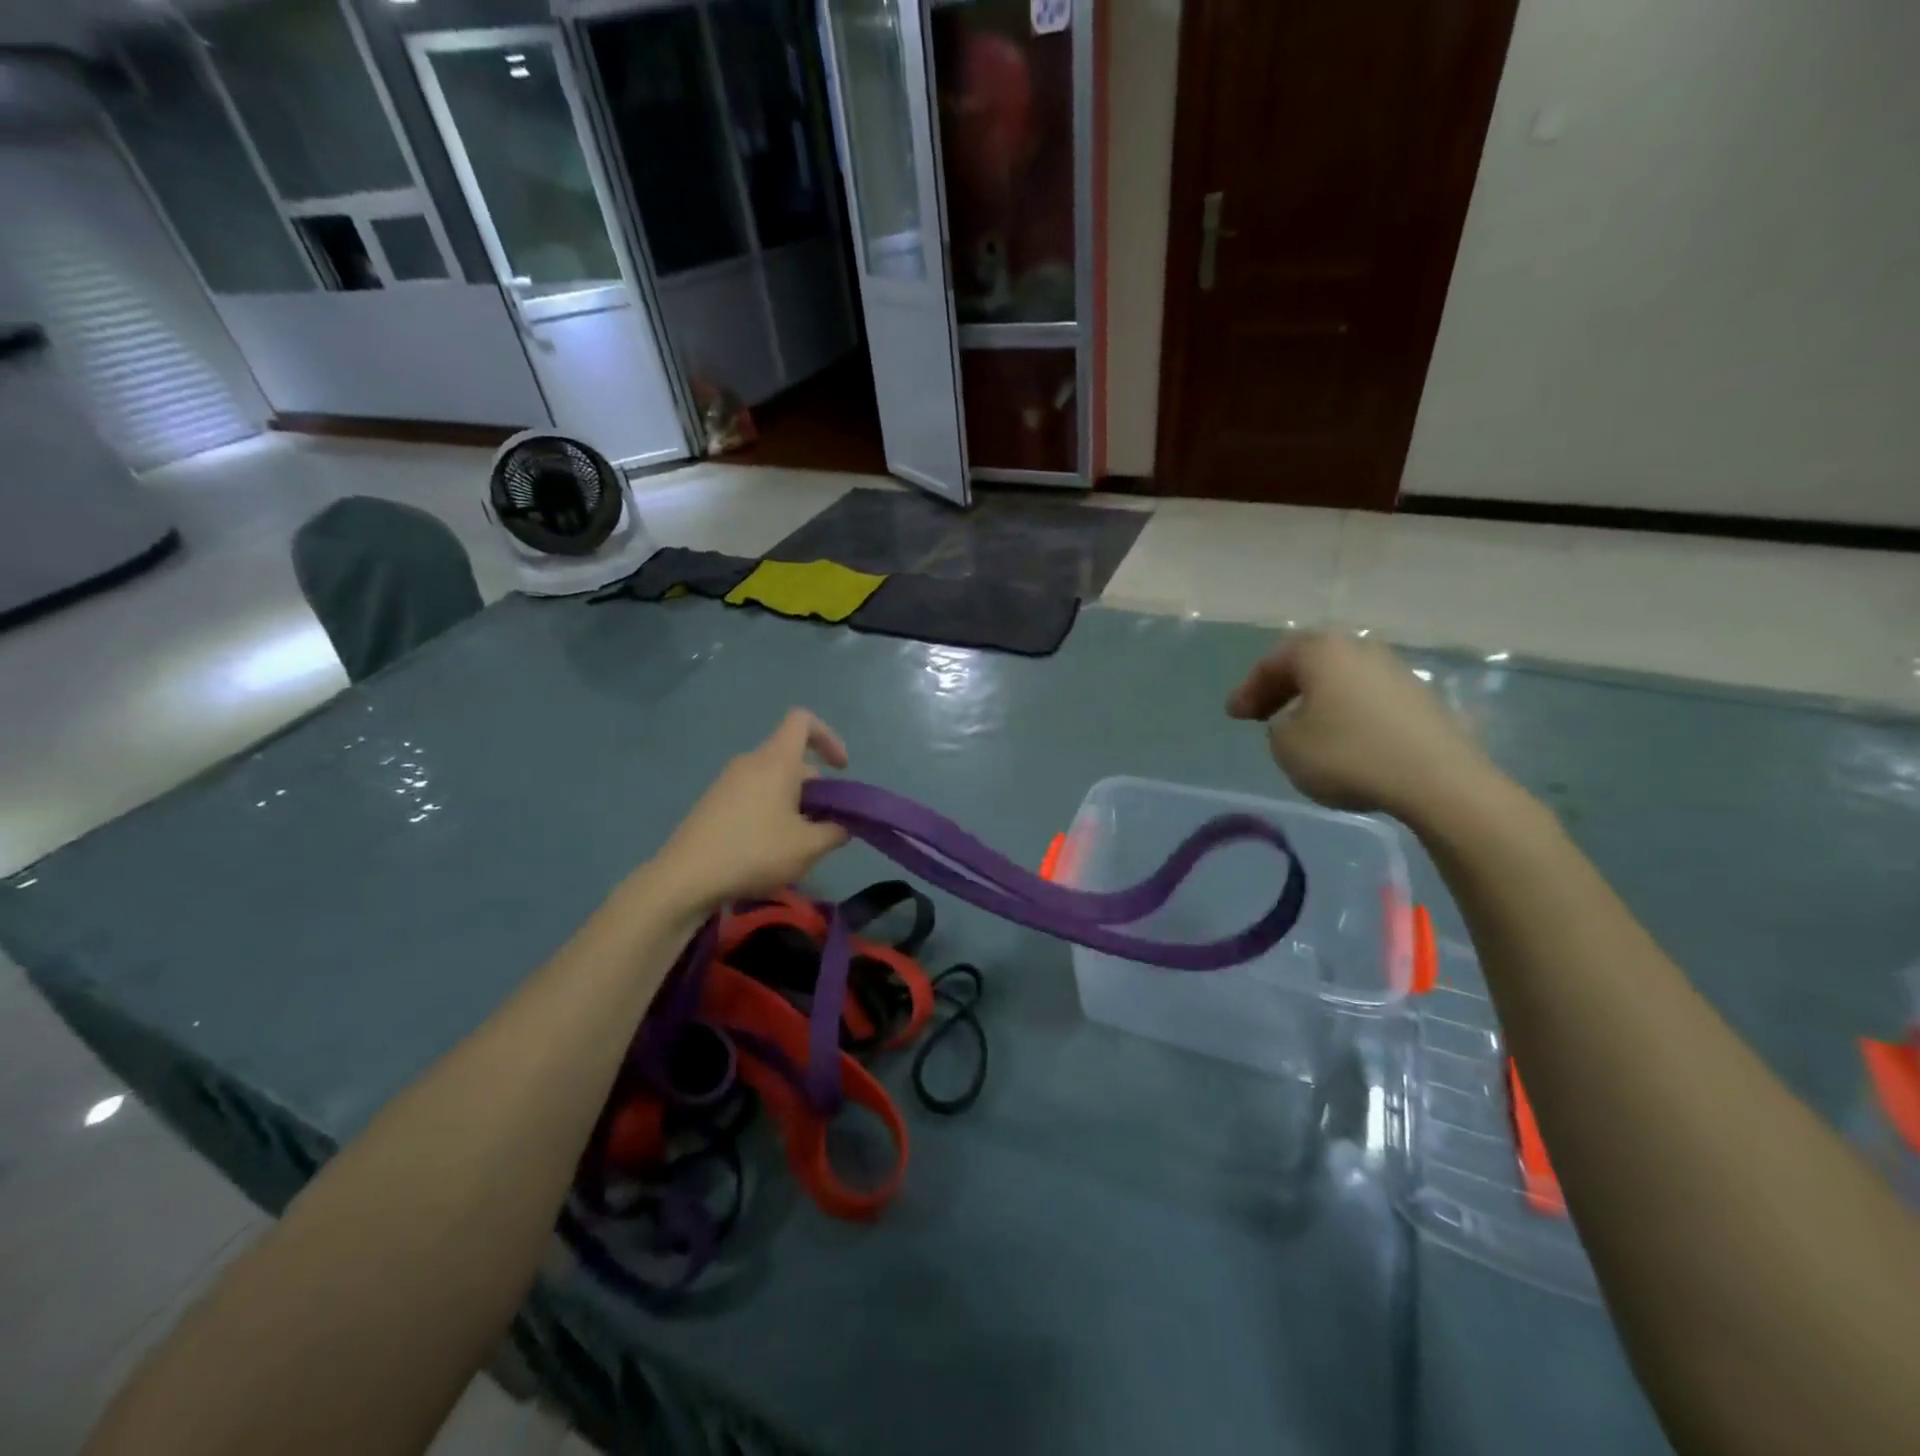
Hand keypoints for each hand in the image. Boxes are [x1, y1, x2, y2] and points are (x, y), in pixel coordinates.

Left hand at [650, 709, 850, 910]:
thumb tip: (843, 825)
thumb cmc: (755, 851)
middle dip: (815, 787)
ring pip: (773, 780)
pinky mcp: (713, 803)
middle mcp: (750, 762)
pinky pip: (753, 794)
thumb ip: (835, 831)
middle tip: (824, 825)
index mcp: (776, 760)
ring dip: (794, 803)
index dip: (828, 737)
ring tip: (798, 842)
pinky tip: (769, 849)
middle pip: (791, 758)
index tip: (841, 770)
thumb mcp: (808, 847)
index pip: (803, 721)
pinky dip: (770, 811)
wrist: (686, 877)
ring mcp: (727, 781)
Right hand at [1227, 632, 1499, 822]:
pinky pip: (1366, 698)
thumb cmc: (1347, 754)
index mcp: (1322, 650)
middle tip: (1259, 715)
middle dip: (1281, 688)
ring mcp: (1394, 671)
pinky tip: (1340, 739)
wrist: (1437, 779)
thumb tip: (1294, 721)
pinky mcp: (1420, 698)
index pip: (1273, 661)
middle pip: (1309, 663)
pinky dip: (1344, 712)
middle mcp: (1359, 649)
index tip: (1233, 714)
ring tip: (1299, 728)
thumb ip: (1277, 727)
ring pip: (1339, 679)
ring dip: (1314, 700)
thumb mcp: (1286, 745)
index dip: (1248, 688)